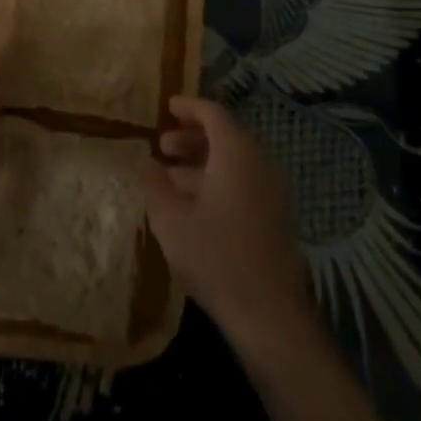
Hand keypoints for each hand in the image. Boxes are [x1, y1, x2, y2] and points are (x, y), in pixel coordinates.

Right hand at [143, 96, 313, 347]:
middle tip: (162, 147)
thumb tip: (145, 161)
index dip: (188, 107)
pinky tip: (193, 207)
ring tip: (169, 179)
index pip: (212, 113)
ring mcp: (271, 189)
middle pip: (224, 136)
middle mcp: (259, 162)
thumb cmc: (216, 257)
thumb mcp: (172, 221)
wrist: (270, 314)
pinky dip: (217, 182)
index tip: (167, 107)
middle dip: (191, 138)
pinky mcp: (275, 215)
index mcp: (236, 152)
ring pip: (233, 162)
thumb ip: (154, 185)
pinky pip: (243, 182)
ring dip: (201, 164)